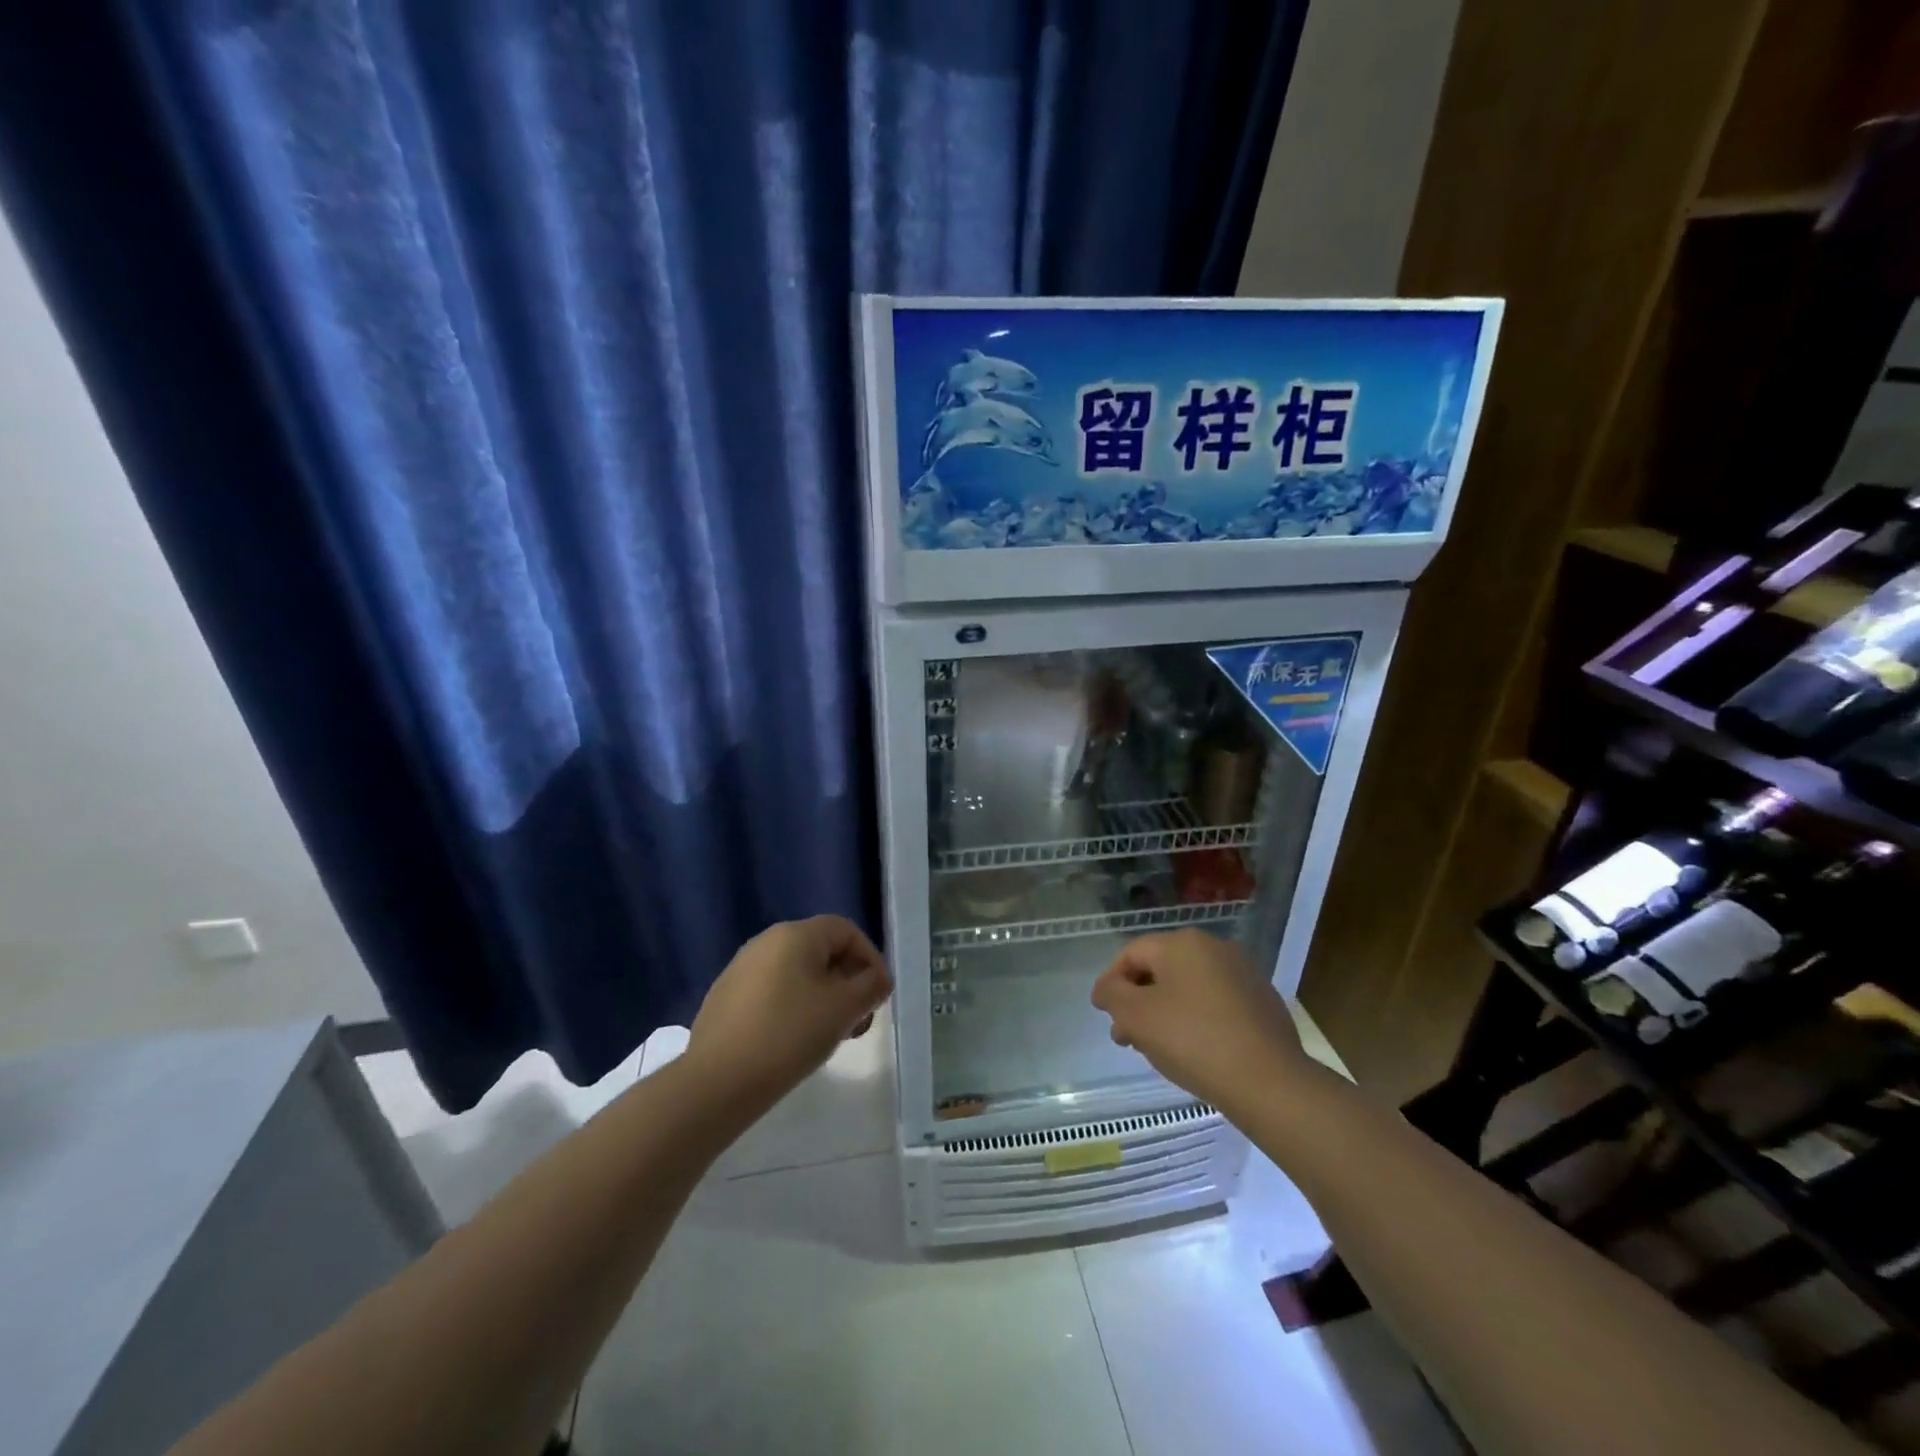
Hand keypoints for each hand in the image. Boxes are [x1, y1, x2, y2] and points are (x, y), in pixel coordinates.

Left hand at [687, 915, 891, 1109]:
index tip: (880, 994)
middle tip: (859, 1018)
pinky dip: (794, 1007)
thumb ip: (870, 986)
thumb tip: (877, 979)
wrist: (717, 1082)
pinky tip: (795, 1040)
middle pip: (821, 950)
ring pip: (797, 973)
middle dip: (848, 980)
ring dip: (823, 996)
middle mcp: (765, 941)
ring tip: (832, 1033)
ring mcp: (740, 969)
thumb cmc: (789, 1034)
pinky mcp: (725, 998)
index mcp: (795, 934)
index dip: (870, 958)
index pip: (845, 930)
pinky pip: (772, 991)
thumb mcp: (844, 1009)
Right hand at [1091, 930, 1306, 1115]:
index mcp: (1182, 943)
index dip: (1111, 982)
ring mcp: (1243, 974)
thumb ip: (1112, 994)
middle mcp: (1215, 948)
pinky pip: (1216, 1004)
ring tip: (1157, 1049)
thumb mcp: (1136, 1016)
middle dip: (1138, 1001)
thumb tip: (1106, 988)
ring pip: (1189, 988)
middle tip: (1127, 1037)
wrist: (1269, 1082)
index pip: (1132, 953)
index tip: (1104, 1014)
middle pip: (1161, 970)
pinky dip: (1197, 1020)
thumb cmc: (1193, 1040)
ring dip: (1166, 1012)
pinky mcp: (1263, 1003)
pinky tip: (1194, 1051)